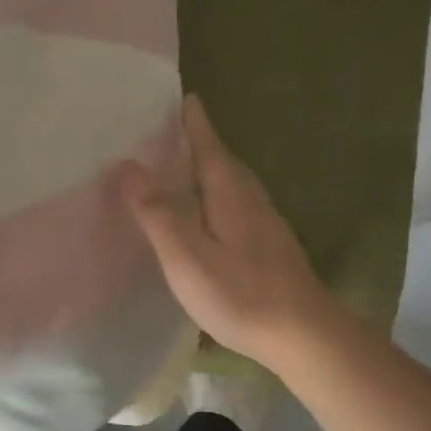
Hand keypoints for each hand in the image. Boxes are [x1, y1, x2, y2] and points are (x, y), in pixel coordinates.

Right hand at [120, 94, 329, 365]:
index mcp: (229, 191)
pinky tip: (203, 216)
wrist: (303, 335)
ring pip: (229, 185)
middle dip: (197, 142)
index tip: (183, 95)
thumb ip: (156, 211)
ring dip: (205, 171)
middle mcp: (250, 198)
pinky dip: (213, 198)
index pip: (208, 143)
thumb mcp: (186, 254)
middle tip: (167, 131)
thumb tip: (127, 165)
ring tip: (178, 170)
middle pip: (221, 160)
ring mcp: (264, 223)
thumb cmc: (240, 292)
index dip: (193, 121)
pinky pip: (234, 207)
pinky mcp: (268, 247)